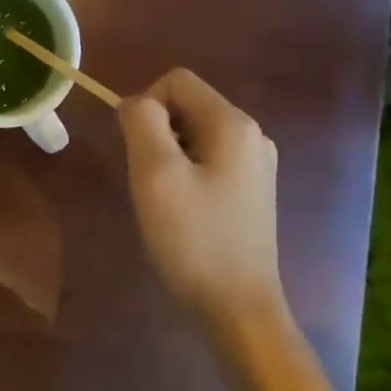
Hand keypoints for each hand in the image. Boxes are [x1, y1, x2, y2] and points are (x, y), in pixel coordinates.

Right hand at [119, 69, 283, 322]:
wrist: (238, 309)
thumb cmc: (194, 239)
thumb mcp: (155, 175)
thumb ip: (142, 123)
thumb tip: (135, 103)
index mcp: (233, 124)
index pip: (176, 81)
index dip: (145, 105)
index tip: (137, 152)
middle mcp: (252, 135)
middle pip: (186, 105)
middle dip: (156, 132)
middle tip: (148, 180)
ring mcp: (256, 164)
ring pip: (194, 134)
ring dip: (168, 155)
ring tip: (164, 199)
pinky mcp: (251, 191)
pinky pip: (207, 160)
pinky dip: (185, 173)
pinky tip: (183, 212)